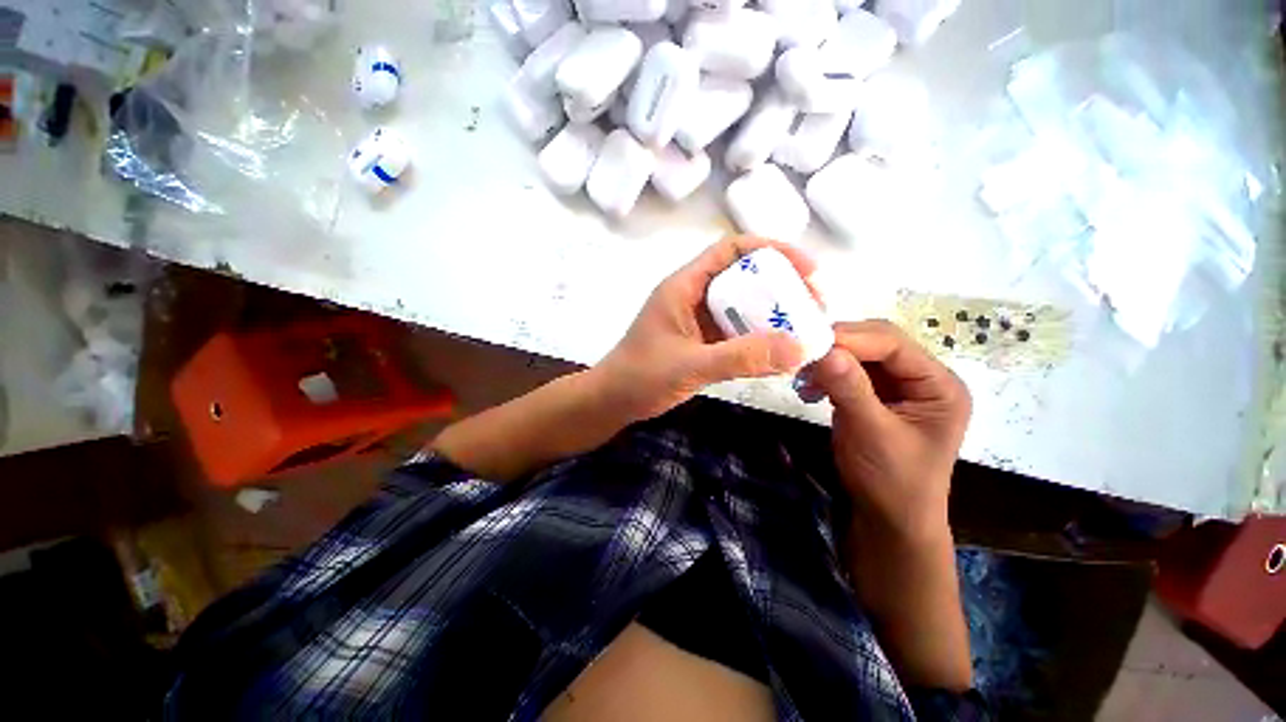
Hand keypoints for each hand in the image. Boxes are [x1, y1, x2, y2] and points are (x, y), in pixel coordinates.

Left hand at [596, 236, 812, 421]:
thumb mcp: (690, 365)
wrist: (612, 402)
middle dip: (781, 286)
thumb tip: (797, 348)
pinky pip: (736, 332)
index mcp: (684, 287)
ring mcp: (697, 321)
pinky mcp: (701, 343)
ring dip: (772, 315)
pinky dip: (758, 338)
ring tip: (804, 329)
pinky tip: (778, 352)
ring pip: (742, 306)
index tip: (806, 268)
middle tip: (813, 306)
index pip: (731, 250)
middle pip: (743, 277)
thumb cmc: (640, 377)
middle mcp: (693, 297)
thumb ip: (740, 357)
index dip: (771, 250)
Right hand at [808, 320, 971, 537]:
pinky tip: (809, 388)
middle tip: (802, 354)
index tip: (810, 342)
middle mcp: (922, 379)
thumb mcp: (872, 433)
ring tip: (802, 374)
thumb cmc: (892, 481)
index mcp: (938, 385)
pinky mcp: (875, 396)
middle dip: (838, 347)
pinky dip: (827, 375)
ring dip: (828, 361)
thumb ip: (850, 389)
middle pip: (877, 344)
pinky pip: (848, 373)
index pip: (893, 344)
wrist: (889, 519)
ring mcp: (897, 387)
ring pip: (859, 356)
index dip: (852, 339)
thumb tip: (824, 350)